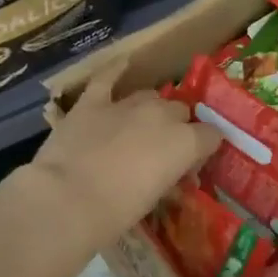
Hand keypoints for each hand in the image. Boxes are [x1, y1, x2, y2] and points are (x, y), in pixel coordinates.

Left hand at [21, 63, 222, 250]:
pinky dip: (115, 70)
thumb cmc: (116, 213)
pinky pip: (107, 76)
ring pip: (150, 96)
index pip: (211, 136)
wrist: (67, 199)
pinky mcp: (92, 101)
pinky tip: (122, 63)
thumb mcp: (154, 200)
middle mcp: (162, 115)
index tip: (192, 165)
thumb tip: (174, 177)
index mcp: (185, 143)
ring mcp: (126, 104)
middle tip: (162, 151)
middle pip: (180, 112)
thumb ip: (170, 180)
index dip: (202, 149)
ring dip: (150, 110)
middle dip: (176, 128)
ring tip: (139, 127)